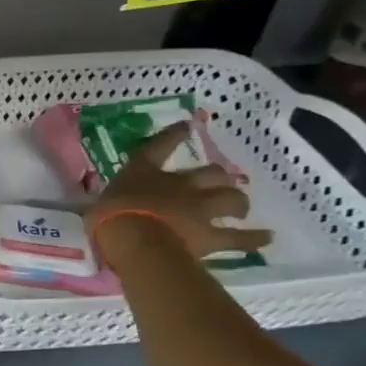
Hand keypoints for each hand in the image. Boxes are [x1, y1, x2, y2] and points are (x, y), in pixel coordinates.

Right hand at [87, 121, 272, 262]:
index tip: (186, 125)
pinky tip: (266, 238)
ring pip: (231, 199)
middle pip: (209, 173)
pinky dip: (254, 238)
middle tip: (220, 180)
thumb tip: (104, 209)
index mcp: (145, 173)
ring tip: (240, 207)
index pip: (159, 147)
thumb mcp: (98, 205)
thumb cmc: (108, 218)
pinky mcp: (213, 236)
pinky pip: (240, 238)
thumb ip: (108, 204)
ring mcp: (200, 209)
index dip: (173, 135)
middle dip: (217, 175)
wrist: (136, 240)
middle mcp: (179, 185)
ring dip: (237, 202)